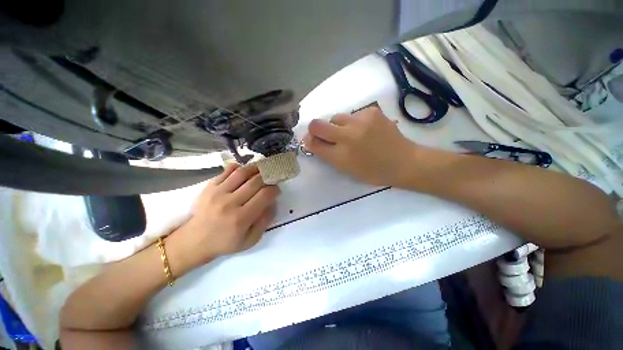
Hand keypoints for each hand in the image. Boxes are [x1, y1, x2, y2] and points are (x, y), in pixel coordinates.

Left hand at [166, 164, 279, 273]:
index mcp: (241, 218)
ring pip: (242, 173)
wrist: (194, 241)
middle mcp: (230, 203)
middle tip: (270, 179)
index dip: (274, 190)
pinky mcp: (209, 187)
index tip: (276, 190)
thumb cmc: (225, 242)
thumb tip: (272, 202)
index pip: (264, 195)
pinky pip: (226, 171)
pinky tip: (244, 171)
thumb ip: (265, 221)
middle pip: (255, 181)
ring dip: (255, 169)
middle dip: (267, 178)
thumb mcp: (250, 239)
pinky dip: (238, 168)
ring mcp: (217, 193)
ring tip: (260, 171)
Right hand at [303, 106, 417, 186]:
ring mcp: (360, 121)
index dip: (309, 141)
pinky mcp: (371, 111)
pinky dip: (353, 122)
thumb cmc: (373, 172)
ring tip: (350, 134)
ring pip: (335, 117)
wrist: (404, 162)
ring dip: (337, 126)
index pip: (314, 143)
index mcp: (341, 156)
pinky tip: (364, 130)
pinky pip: (352, 115)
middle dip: (316, 129)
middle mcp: (348, 136)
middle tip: (326, 135)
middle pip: (317, 124)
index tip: (311, 141)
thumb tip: (312, 141)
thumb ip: (328, 155)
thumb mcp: (347, 169)